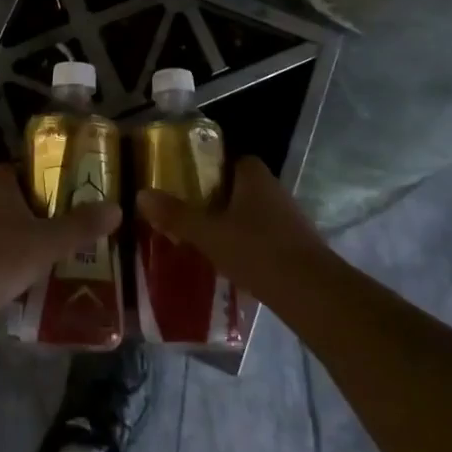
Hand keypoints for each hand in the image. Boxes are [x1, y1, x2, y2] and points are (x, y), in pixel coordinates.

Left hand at [0, 164, 120, 316]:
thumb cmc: (0, 256)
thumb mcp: (49, 241)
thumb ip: (82, 225)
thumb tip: (117, 208)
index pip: (26, 167)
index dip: (49, 175)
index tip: (75, 188)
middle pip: (19, 197)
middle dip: (44, 209)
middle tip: (77, 221)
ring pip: (8, 226)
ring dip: (30, 236)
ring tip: (63, 250)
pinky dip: (15, 259)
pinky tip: (36, 276)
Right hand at [137, 156, 326, 302]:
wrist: (310, 292)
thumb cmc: (257, 250)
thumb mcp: (208, 233)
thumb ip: (177, 215)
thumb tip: (142, 195)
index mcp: (255, 177)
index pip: (233, 159)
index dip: (212, 167)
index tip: (189, 182)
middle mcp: (275, 191)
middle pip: (241, 187)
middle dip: (218, 198)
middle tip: (190, 213)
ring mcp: (289, 219)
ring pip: (253, 214)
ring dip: (233, 224)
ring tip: (205, 240)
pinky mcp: (296, 247)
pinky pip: (265, 238)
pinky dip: (248, 246)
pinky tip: (231, 264)